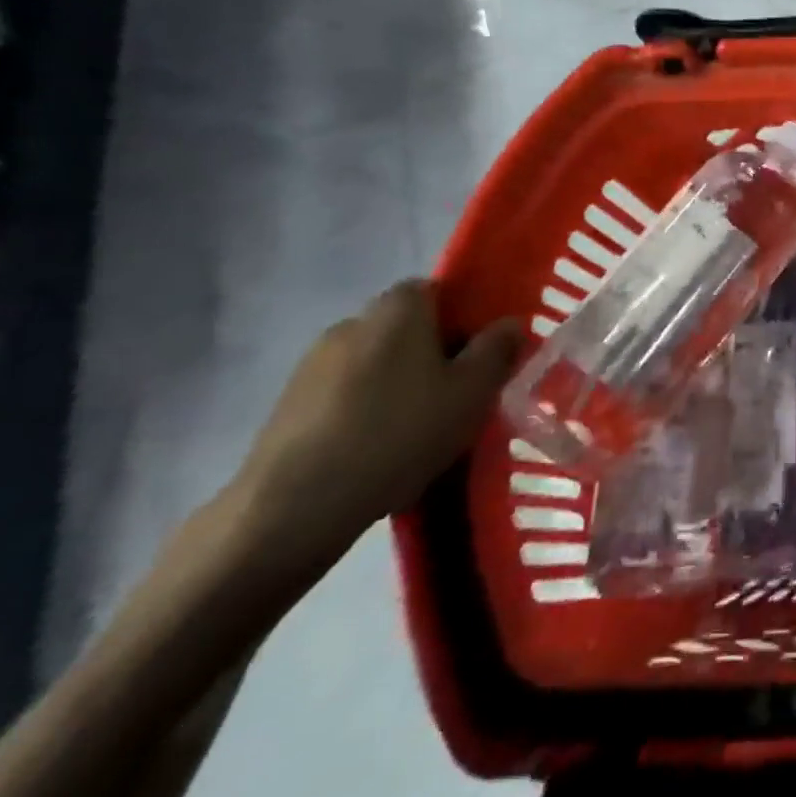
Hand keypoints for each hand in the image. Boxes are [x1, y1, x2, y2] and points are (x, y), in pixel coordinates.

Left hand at [230, 280, 520, 565]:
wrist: (294, 506)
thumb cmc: (400, 433)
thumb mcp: (472, 392)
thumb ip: (497, 350)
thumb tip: (508, 323)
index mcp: (399, 309)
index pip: (437, 290)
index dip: (464, 317)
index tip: (480, 354)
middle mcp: (352, 322)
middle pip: (406, 327)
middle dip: (433, 353)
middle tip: (458, 395)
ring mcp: (312, 364)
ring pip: (375, 363)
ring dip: (397, 384)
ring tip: (418, 430)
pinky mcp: (287, 405)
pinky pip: (344, 395)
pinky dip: (365, 411)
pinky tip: (377, 450)